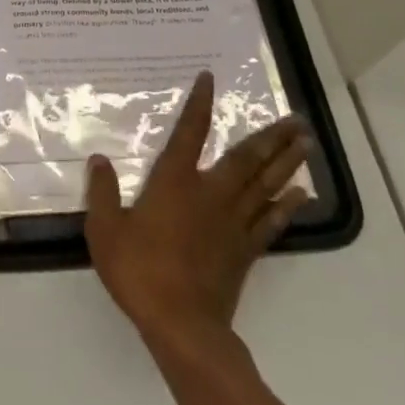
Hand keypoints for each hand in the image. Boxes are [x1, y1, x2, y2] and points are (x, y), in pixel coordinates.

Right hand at [86, 72, 313, 352]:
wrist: (181, 324)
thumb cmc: (139, 272)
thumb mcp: (104, 231)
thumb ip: (101, 193)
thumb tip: (99, 160)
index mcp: (175, 182)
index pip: (190, 132)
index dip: (200, 104)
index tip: (210, 79)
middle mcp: (210, 193)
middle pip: (246, 158)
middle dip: (271, 136)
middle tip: (297, 118)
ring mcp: (233, 222)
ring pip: (265, 184)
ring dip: (286, 162)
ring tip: (306, 143)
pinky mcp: (245, 250)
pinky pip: (271, 220)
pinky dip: (287, 205)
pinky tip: (300, 193)